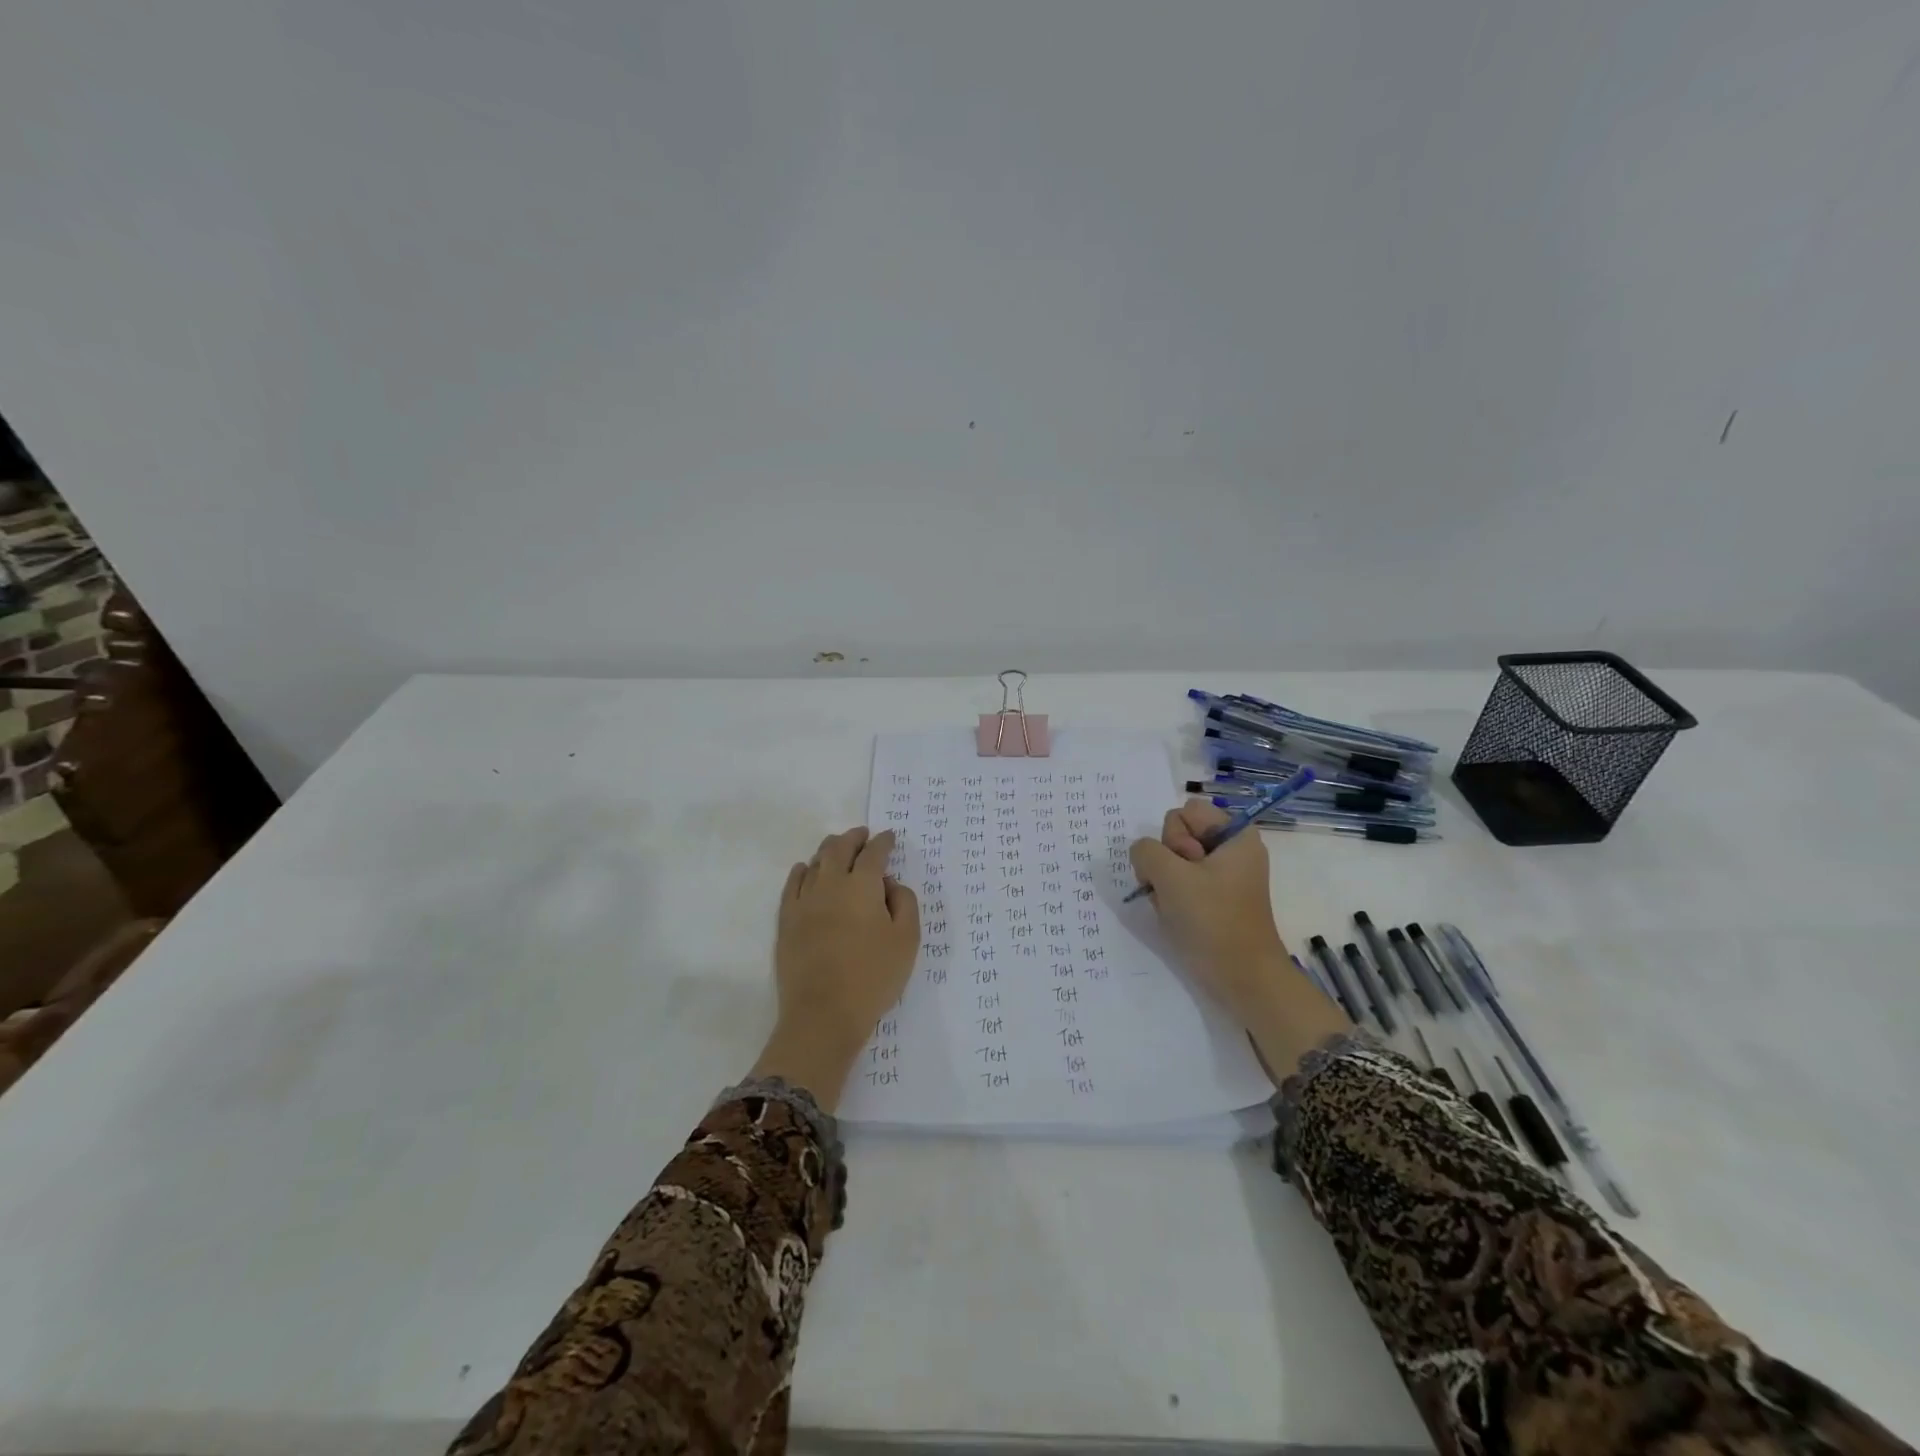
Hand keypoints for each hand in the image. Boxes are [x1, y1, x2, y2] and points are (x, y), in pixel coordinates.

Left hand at [751, 826, 918, 1107]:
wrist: (823, 1014)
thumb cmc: (873, 977)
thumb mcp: (907, 940)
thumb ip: (905, 903)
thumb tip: (891, 883)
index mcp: (863, 886)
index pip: (874, 853)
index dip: (883, 842)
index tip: (889, 837)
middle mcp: (830, 884)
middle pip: (839, 848)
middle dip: (853, 838)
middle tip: (863, 835)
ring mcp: (804, 901)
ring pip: (815, 862)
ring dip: (829, 850)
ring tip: (837, 848)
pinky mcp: (786, 921)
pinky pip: (793, 884)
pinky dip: (802, 871)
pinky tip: (805, 870)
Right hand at [1129, 800, 1346, 1080]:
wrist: (1242, 978)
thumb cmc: (1212, 921)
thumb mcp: (1171, 877)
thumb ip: (1146, 851)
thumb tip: (1143, 854)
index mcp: (1235, 834)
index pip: (1185, 811)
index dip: (1175, 837)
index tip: (1187, 866)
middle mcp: (1230, 849)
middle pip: (1176, 833)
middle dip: (1167, 861)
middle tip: (1179, 890)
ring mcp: (1222, 875)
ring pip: (1172, 860)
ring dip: (1164, 882)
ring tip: (1176, 907)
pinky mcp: (1214, 898)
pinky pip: (1179, 883)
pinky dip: (1171, 897)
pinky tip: (1176, 916)